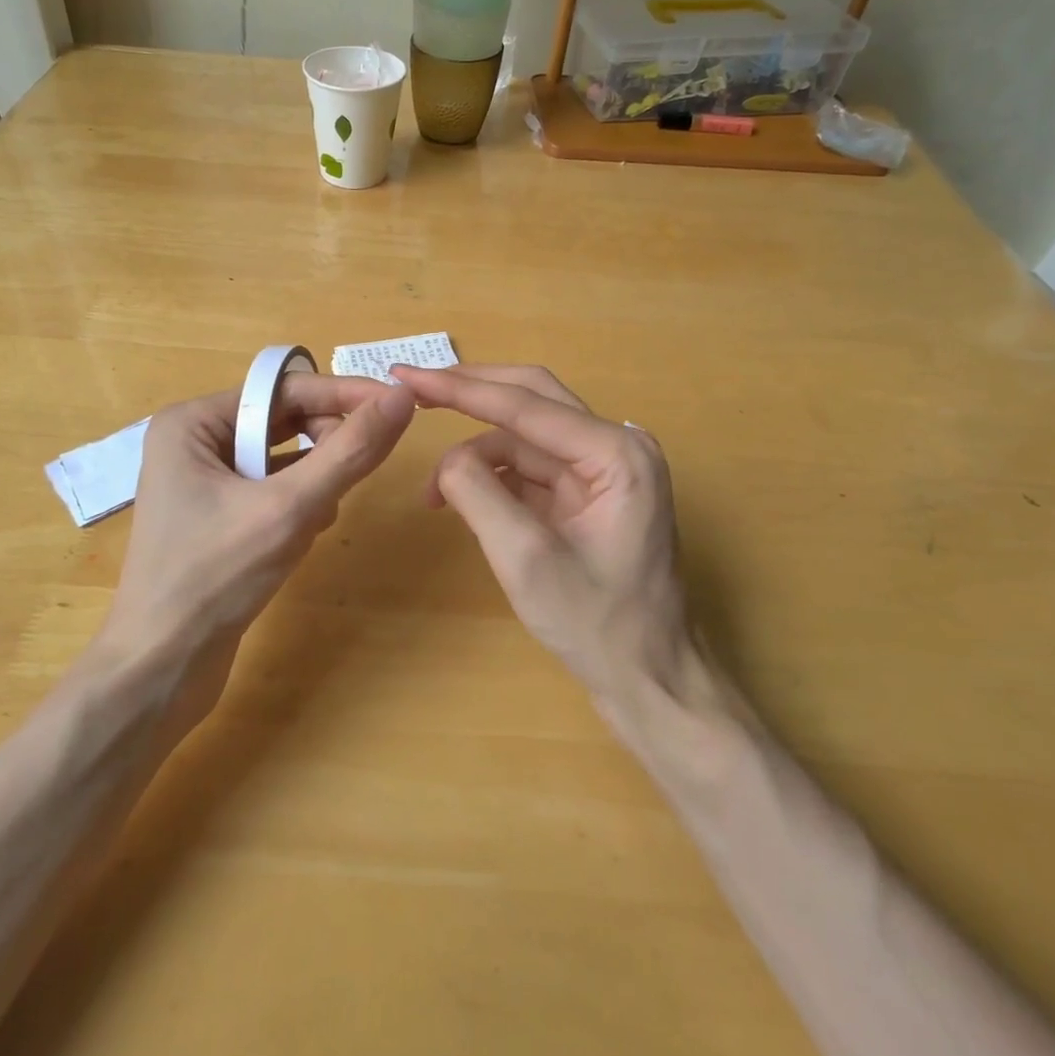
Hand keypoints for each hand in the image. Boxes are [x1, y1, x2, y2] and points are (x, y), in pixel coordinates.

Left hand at [96, 374, 414, 702]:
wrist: (159, 672)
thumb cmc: (214, 579)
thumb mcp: (289, 509)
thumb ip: (349, 451)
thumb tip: (401, 397)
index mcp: (193, 423)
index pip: (284, 389)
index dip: (344, 393)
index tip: (401, 402)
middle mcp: (194, 442)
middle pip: (283, 420)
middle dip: (325, 443)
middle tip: (355, 472)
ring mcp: (203, 482)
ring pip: (282, 457)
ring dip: (314, 478)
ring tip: (322, 514)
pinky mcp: (216, 517)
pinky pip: (271, 488)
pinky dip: (298, 502)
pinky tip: (309, 531)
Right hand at [391, 364, 689, 702]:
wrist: (649, 680)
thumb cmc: (597, 625)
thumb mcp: (526, 560)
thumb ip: (479, 495)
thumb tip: (446, 460)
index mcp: (616, 452)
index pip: (524, 404)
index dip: (459, 388)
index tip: (404, 376)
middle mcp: (616, 445)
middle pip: (530, 398)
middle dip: (469, 394)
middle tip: (412, 390)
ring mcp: (603, 468)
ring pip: (525, 435)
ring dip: (476, 453)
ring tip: (434, 495)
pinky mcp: (588, 491)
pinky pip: (531, 466)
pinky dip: (492, 476)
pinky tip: (463, 500)